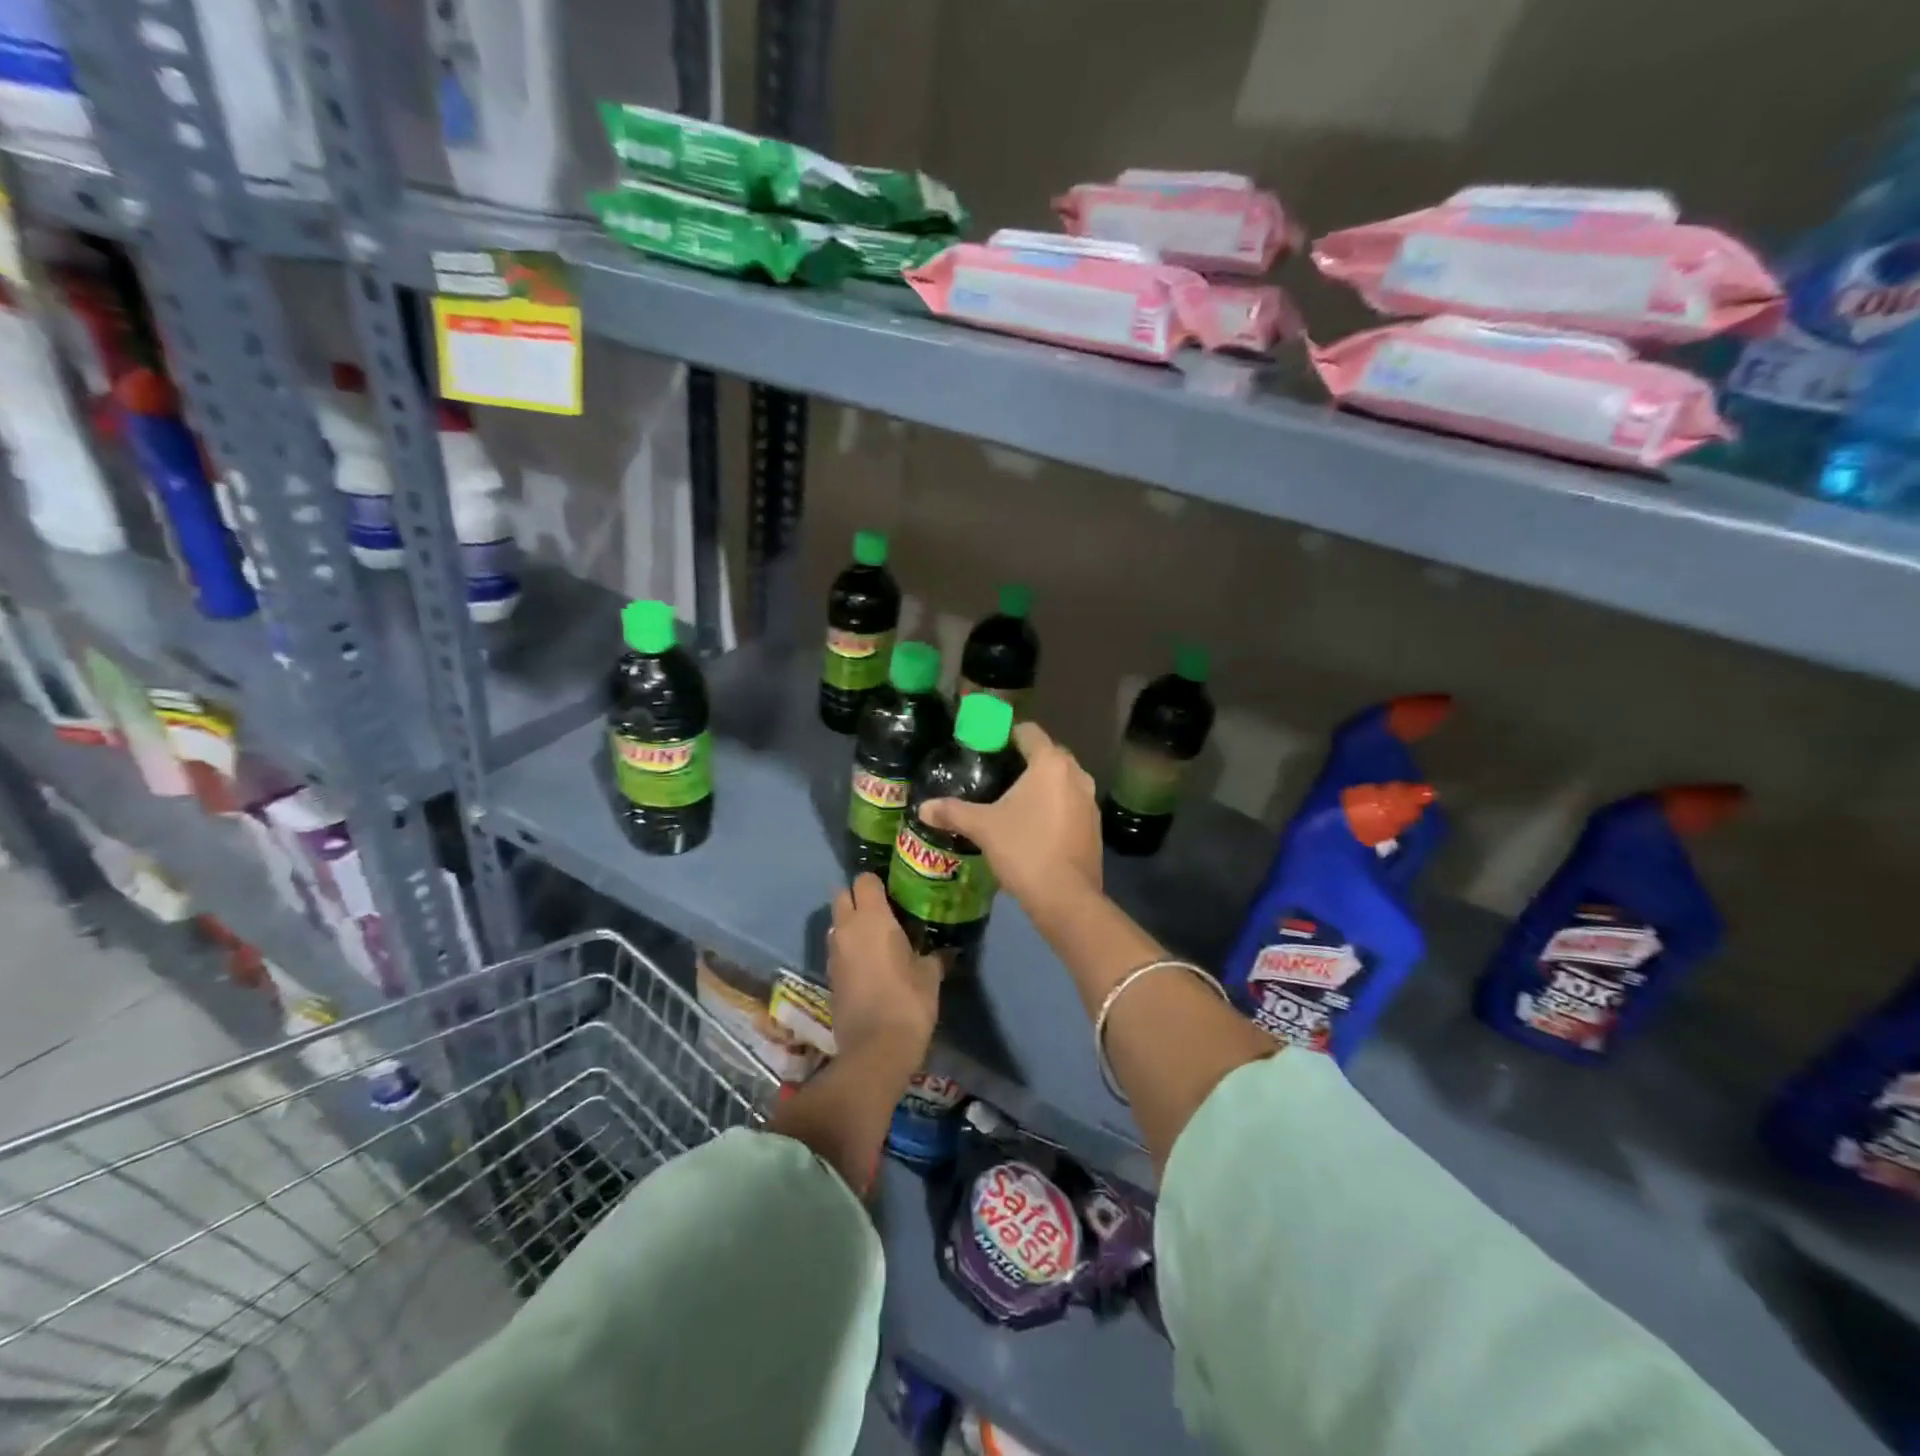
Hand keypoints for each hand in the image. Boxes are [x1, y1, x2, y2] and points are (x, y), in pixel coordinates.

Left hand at [828, 873, 942, 1067]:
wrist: (875, 1049)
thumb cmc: (908, 1002)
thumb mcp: (930, 975)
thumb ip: (934, 955)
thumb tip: (945, 950)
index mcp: (872, 918)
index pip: (864, 880)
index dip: (878, 882)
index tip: (895, 892)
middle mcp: (847, 928)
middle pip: (842, 895)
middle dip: (858, 897)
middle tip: (883, 910)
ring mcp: (834, 952)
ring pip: (837, 923)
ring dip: (851, 923)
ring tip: (876, 936)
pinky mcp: (830, 975)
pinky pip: (837, 948)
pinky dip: (849, 948)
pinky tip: (869, 962)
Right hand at [920, 721, 1101, 909]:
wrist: (1066, 898)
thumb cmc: (1024, 849)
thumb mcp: (983, 828)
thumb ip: (952, 812)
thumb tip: (923, 808)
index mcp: (1051, 764)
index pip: (1029, 731)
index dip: (1006, 733)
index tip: (986, 746)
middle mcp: (1076, 775)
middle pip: (1048, 754)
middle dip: (1024, 759)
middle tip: (996, 773)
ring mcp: (1090, 801)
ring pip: (1062, 780)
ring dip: (1042, 784)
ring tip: (1013, 799)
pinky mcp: (1094, 826)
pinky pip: (1071, 803)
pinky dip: (1054, 806)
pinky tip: (1034, 824)